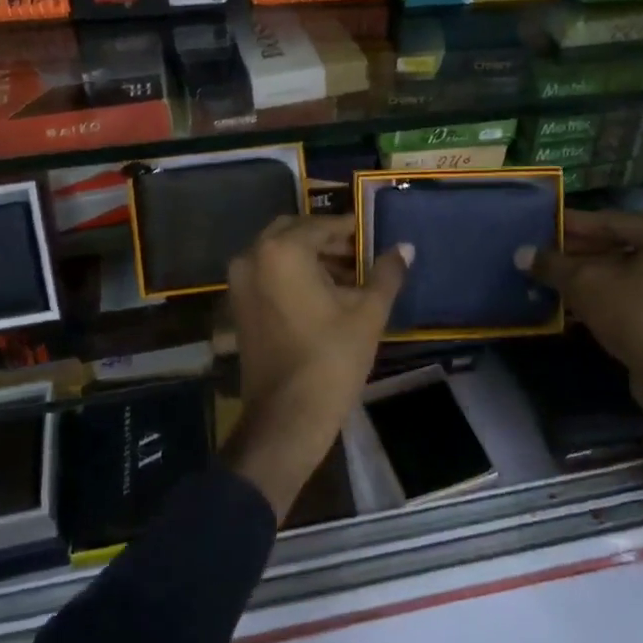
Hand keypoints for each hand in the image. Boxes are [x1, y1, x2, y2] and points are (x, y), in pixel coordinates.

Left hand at [224, 215, 411, 516]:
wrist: (287, 417)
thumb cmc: (331, 359)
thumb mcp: (368, 313)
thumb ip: (386, 273)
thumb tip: (405, 247)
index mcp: (282, 251)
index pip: (321, 225)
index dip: (349, 230)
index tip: (371, 238)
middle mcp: (253, 257)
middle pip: (294, 233)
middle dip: (326, 240)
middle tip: (359, 255)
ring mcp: (239, 283)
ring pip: (278, 254)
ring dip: (310, 258)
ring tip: (347, 278)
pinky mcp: (238, 307)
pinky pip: (267, 275)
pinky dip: (292, 275)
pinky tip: (323, 296)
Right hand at [520, 210, 642, 433]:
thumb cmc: (635, 316)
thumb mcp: (585, 285)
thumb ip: (552, 265)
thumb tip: (521, 254)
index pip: (610, 221)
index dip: (572, 224)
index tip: (543, 225)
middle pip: (619, 246)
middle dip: (578, 253)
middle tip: (544, 255)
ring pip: (625, 272)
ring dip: (588, 276)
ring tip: (552, 278)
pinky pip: (634, 293)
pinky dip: (605, 294)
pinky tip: (572, 301)